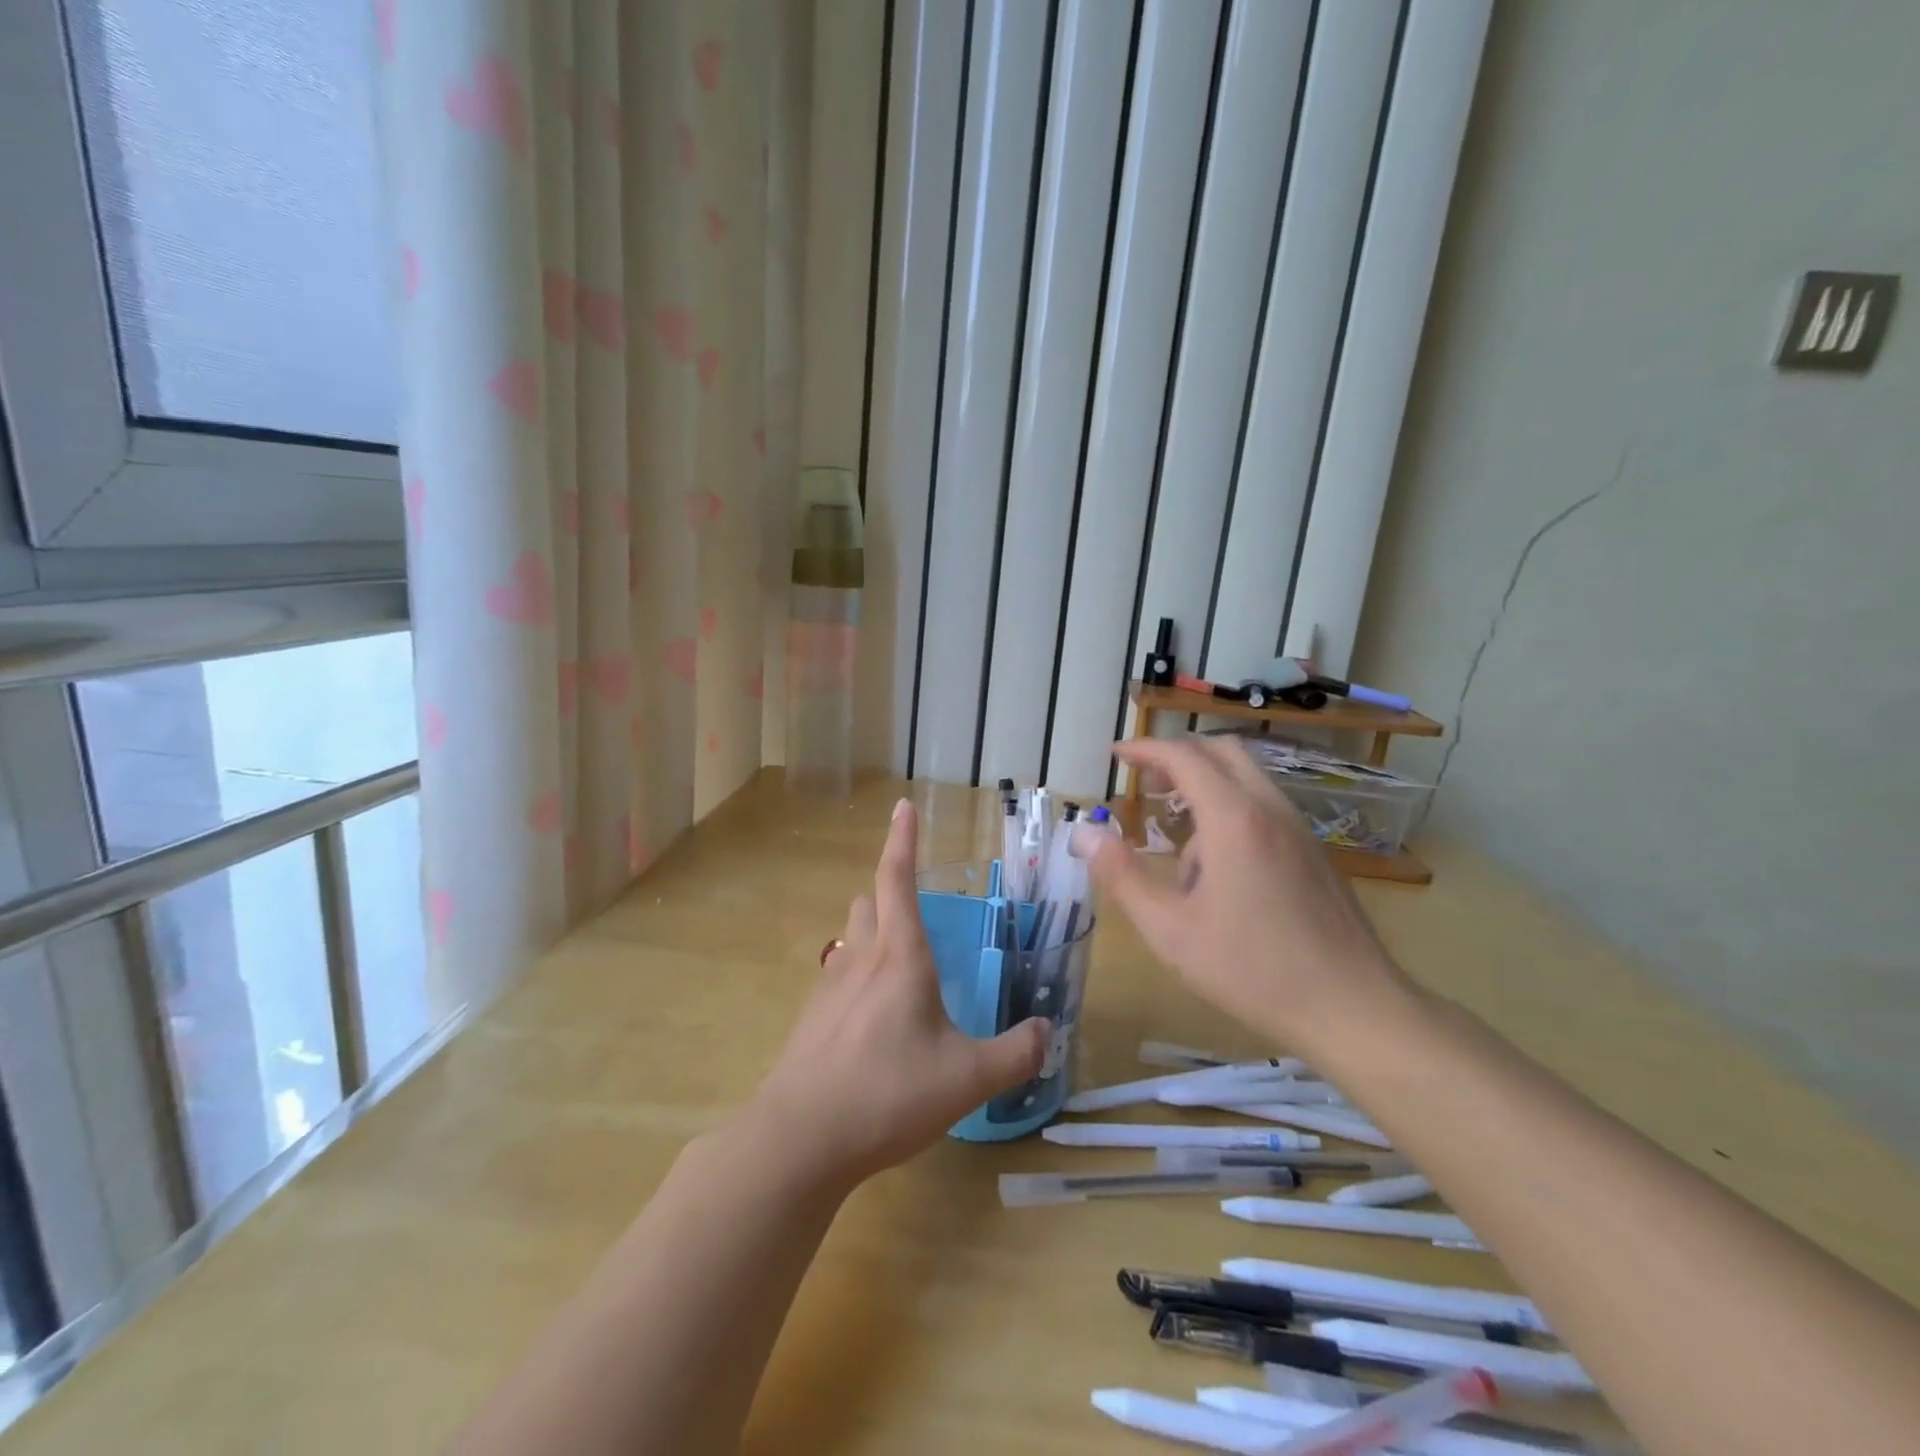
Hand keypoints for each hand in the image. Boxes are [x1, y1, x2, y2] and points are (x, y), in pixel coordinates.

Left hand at [748, 798, 1048, 1185]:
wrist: (800, 1140)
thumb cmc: (888, 1094)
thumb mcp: (967, 1078)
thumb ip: (1016, 1053)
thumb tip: (1049, 1031)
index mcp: (900, 957)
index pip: (897, 879)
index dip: (902, 839)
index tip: (902, 806)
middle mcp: (861, 960)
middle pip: (868, 903)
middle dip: (889, 894)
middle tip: (916, 911)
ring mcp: (829, 988)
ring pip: (851, 939)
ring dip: (872, 935)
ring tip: (900, 966)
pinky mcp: (811, 1020)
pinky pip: (838, 978)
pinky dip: (857, 978)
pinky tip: (873, 1021)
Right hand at [1086, 737, 1408, 1056]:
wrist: (1353, 1008)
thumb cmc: (1252, 970)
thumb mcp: (1170, 930)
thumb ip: (1122, 876)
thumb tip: (1083, 833)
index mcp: (1234, 820)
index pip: (1184, 756)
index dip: (1145, 749)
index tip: (1116, 755)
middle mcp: (1270, 810)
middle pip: (1222, 752)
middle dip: (1178, 756)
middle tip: (1146, 782)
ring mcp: (1299, 830)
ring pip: (1247, 779)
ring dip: (1206, 787)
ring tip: (1177, 842)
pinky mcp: (1315, 853)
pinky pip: (1265, 808)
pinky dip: (1231, 811)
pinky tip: (1219, 870)